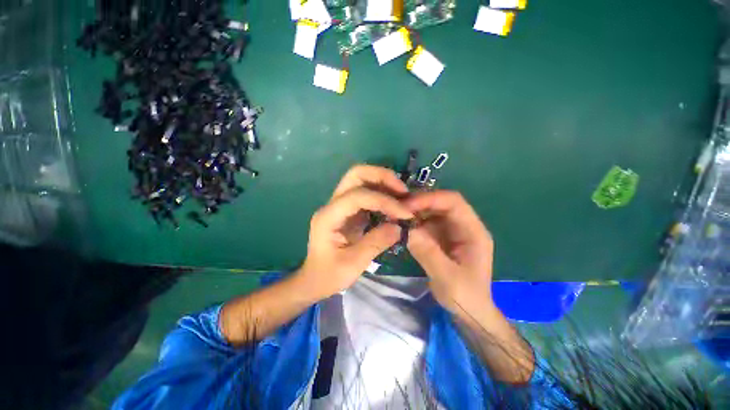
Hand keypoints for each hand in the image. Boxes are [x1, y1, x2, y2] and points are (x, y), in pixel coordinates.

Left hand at [296, 165, 412, 298]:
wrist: (314, 280)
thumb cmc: (329, 275)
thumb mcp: (353, 264)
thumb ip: (376, 242)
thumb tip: (399, 226)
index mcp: (329, 217)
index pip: (358, 196)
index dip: (384, 201)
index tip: (405, 214)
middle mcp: (332, 204)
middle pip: (356, 174)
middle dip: (382, 177)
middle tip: (403, 192)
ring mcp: (339, 205)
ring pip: (361, 179)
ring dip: (383, 182)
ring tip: (402, 196)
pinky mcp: (347, 210)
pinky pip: (365, 192)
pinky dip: (381, 192)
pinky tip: (393, 203)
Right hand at [405, 191, 495, 319]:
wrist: (470, 311)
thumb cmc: (465, 297)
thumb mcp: (447, 278)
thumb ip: (427, 252)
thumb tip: (406, 228)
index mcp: (473, 232)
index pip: (454, 202)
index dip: (430, 199)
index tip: (407, 206)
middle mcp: (464, 226)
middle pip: (442, 203)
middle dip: (419, 203)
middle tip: (397, 209)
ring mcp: (452, 231)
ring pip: (432, 211)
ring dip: (415, 211)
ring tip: (396, 216)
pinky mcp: (442, 237)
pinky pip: (426, 223)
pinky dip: (414, 222)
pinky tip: (402, 226)